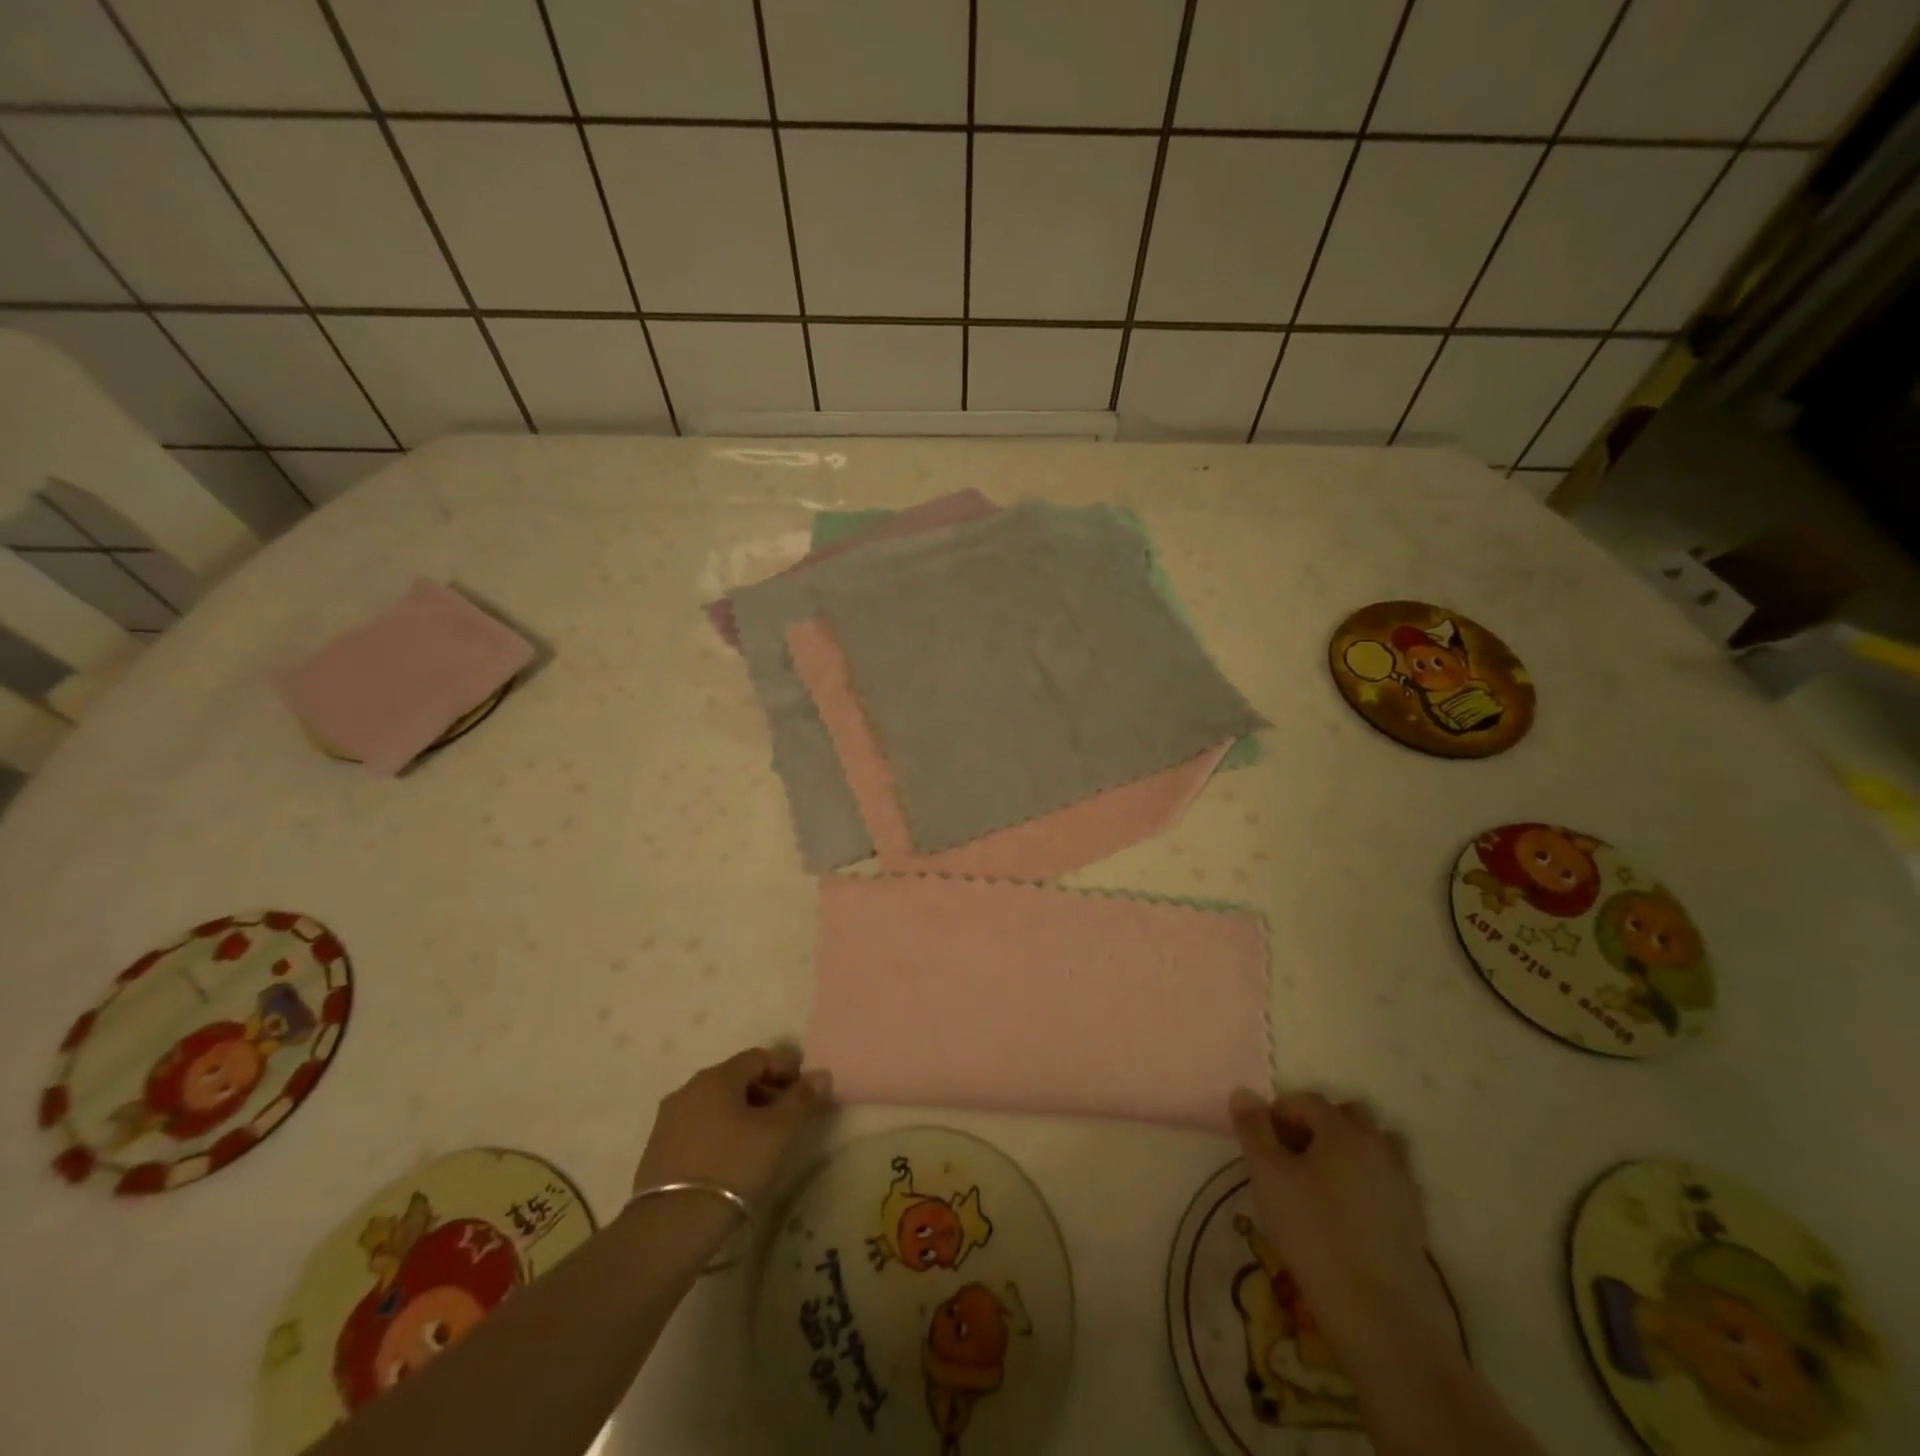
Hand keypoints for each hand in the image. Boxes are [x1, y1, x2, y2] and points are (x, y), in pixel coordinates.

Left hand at [633, 1047, 830, 1203]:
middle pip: (736, 1077)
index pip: (759, 1057)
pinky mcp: (656, 1150)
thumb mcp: (777, 1133)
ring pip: (715, 1103)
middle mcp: (689, 1089)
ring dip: (742, 1111)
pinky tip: (731, 1157)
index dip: (786, 1067)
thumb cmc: (732, 1167)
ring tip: (761, 1138)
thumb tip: (822, 1074)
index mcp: (717, 1077)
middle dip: (765, 1089)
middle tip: (787, 1114)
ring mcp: (668, 1120)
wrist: (670, 1227)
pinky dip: (720, 1130)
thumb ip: (802, 1100)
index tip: (806, 1088)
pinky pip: (698, 1126)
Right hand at [1228, 1089, 1450, 1369]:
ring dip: (1348, 1151)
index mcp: (1343, 1129)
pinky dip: (1367, 1182)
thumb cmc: (1313, 1232)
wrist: (1379, 1314)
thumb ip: (1253, 1129)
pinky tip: (1348, 1212)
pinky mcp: (1415, 1219)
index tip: (1261, 1142)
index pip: (1307, 1100)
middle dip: (1317, 1126)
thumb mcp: (1267, 1175)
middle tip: (1291, 1158)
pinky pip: (1387, 1181)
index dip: (1279, 1113)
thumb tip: (1244, 1093)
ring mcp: (1403, 1183)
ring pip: (1374, 1146)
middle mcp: (1378, 1145)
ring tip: (1323, 1182)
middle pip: (1347, 1116)